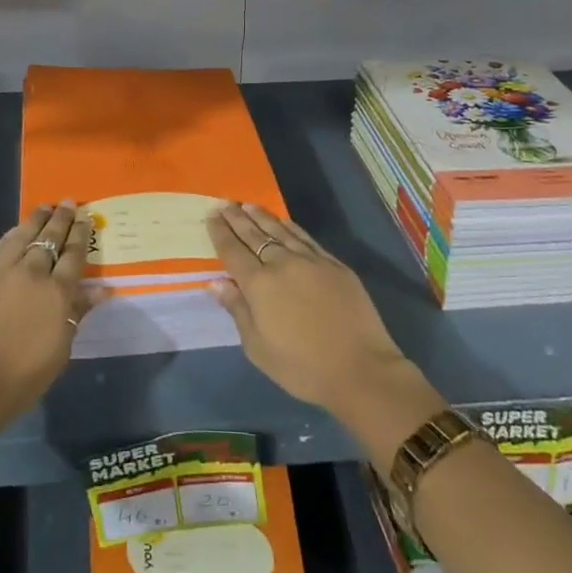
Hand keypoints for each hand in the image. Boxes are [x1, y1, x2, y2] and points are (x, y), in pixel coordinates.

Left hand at [0, 202, 96, 423]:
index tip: (86, 217)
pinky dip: (11, 235)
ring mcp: (1, 272)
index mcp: (57, 293)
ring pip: (23, 236)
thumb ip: (77, 312)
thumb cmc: (21, 378)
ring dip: (36, 220)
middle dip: (61, 219)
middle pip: (50, 239)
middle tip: (69, 203)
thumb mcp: (60, 349)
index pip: (74, 255)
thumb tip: (102, 289)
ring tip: (45, 207)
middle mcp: (32, 273)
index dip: (81, 234)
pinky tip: (16, 230)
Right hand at [206, 203, 426, 424]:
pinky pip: (305, 238)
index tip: (211, 216)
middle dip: (237, 218)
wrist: (360, 369)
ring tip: (248, 205)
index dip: (220, 232)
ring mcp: (310, 261)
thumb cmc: (302, 367)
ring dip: (261, 216)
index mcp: (259, 285)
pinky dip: (290, 227)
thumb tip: (216, 282)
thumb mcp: (258, 348)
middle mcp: (282, 264)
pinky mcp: (333, 264)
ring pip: (280, 231)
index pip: (233, 251)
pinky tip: (283, 221)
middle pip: (254, 235)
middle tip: (224, 203)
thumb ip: (237, 310)